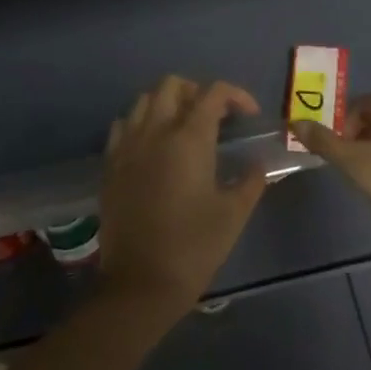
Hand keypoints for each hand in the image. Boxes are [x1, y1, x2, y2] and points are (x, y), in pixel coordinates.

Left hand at [96, 76, 268, 318]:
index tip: (249, 115)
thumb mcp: (234, 213)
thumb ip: (252, 180)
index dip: (236, 96)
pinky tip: (154, 146)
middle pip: (173, 85)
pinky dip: (142, 123)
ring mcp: (127, 147)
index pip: (213, 93)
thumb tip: (259, 164)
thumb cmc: (194, 246)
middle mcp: (155, 132)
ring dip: (168, 103)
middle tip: (216, 116)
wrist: (140, 284)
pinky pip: (124, 126)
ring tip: (185, 127)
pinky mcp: (111, 166)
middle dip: (198, 92)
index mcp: (189, 139)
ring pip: (145, 100)